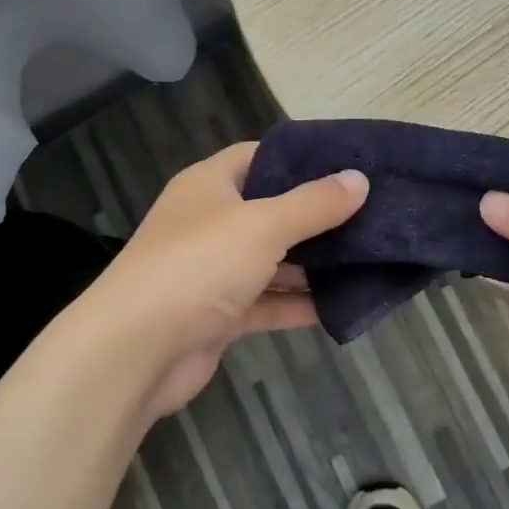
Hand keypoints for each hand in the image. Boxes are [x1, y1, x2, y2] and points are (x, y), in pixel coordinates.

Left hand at [80, 143, 367, 418]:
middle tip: (373, 213)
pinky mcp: (220, 315)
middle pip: (271, 210)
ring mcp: (213, 271)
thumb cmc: (197, 267)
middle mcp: (210, 222)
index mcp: (209, 185)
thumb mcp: (262, 225)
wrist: (135, 352)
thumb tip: (358, 179)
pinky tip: (343, 303)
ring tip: (370, 257)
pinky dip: (299, 303)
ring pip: (273, 259)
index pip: (260, 156)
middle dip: (318, 215)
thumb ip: (313, 204)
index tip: (350, 164)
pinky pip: (268, 301)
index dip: (302, 158)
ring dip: (314, 263)